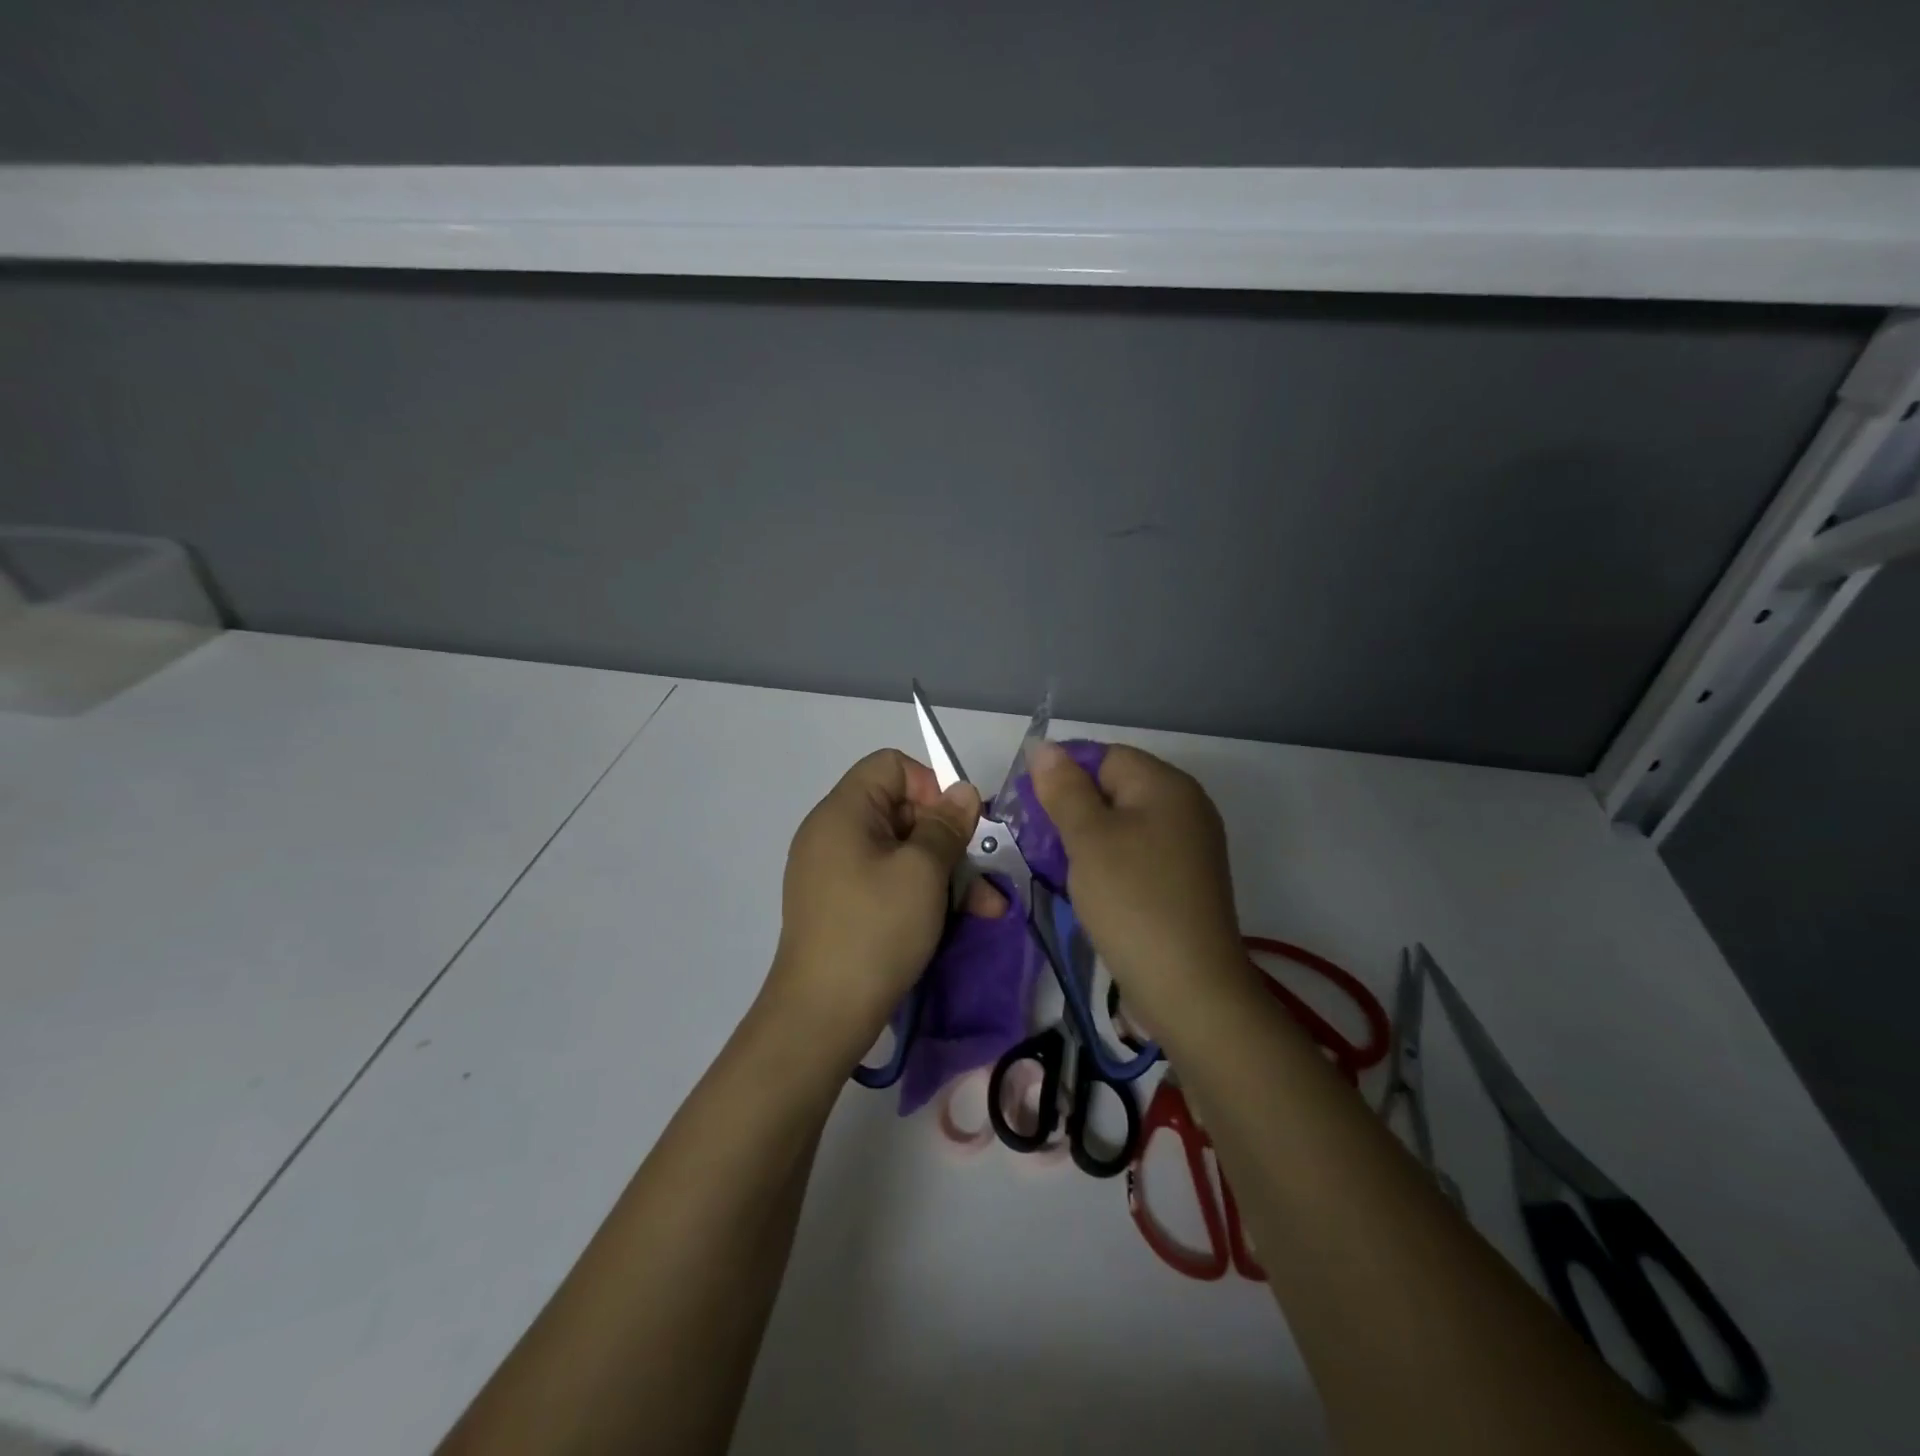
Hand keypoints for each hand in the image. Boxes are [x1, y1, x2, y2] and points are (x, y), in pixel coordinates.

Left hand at [770, 749, 1000, 1054]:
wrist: (822, 1016)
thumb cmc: (875, 930)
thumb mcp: (922, 872)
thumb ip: (946, 825)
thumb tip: (963, 791)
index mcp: (843, 812)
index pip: (891, 766)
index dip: (930, 786)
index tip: (957, 825)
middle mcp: (834, 834)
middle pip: (901, 810)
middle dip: (948, 839)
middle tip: (981, 870)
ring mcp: (836, 873)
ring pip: (903, 853)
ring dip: (946, 874)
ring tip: (988, 908)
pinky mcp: (843, 906)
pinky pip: (889, 883)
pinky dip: (923, 895)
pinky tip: (961, 921)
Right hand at [1027, 740, 1249, 1035]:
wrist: (1189, 988)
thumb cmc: (1132, 901)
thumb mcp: (1088, 839)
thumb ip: (1064, 789)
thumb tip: (1044, 747)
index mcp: (1166, 785)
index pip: (1105, 755)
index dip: (1063, 772)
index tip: (1029, 805)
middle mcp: (1185, 807)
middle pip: (1115, 787)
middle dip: (1072, 807)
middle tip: (1037, 838)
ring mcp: (1188, 846)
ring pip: (1123, 823)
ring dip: (1086, 837)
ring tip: (1056, 864)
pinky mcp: (1184, 880)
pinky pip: (1137, 853)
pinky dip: (1108, 861)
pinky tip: (1087, 885)